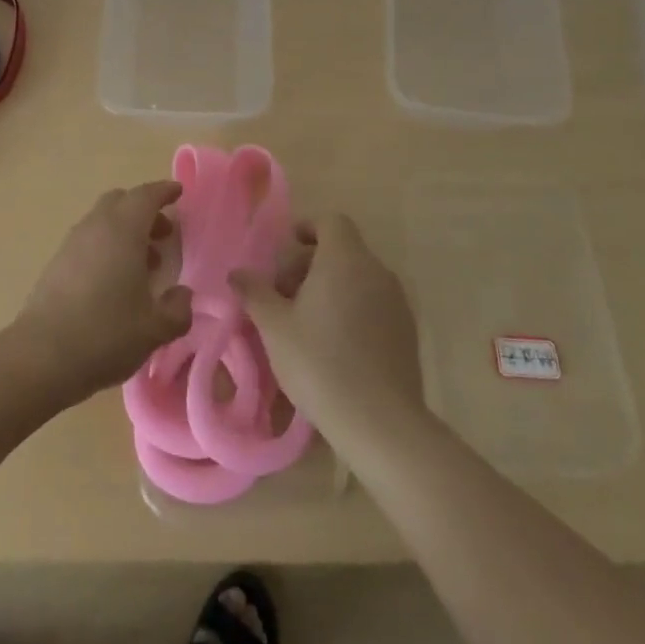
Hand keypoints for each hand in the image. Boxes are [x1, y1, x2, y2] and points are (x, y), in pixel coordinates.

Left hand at [11, 181, 193, 404]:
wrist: (42, 356)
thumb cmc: (106, 334)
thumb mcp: (155, 328)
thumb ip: (177, 309)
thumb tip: (182, 296)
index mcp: (123, 230)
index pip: (145, 196)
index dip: (164, 191)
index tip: (178, 193)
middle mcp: (95, 227)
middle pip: (120, 202)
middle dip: (144, 211)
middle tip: (163, 234)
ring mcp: (71, 244)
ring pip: (102, 222)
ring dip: (125, 232)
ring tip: (144, 264)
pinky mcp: (55, 265)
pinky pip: (87, 242)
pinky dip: (106, 248)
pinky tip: (115, 282)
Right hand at [231, 213, 422, 433]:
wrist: (381, 421)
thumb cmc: (319, 363)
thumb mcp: (274, 327)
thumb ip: (254, 292)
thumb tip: (237, 274)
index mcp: (345, 259)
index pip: (331, 222)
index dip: (307, 229)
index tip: (285, 250)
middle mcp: (376, 271)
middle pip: (343, 250)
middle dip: (310, 264)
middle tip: (284, 295)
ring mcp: (397, 301)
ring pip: (359, 278)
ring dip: (331, 288)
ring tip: (305, 322)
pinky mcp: (408, 331)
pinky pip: (374, 303)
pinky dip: (352, 308)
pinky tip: (334, 344)